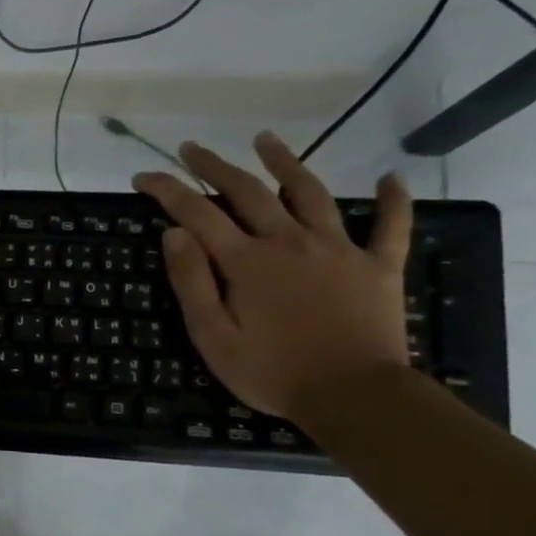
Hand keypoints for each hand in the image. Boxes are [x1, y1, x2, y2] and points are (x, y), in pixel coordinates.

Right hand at [132, 132, 411, 421]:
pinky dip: (392, 200)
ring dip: (286, 163)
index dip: (167, 190)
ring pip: (311, 193)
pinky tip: (392, 178)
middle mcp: (290, 242)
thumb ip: (192, 282)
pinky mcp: (378, 267)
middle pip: (248, 191)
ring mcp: (339, 250)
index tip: (143, 176)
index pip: (196, 213)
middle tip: (192, 148)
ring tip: (266, 140)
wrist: (355, 396)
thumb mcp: (213, 336)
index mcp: (246, 261)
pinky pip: (390, 226)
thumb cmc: (272, 372)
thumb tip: (174, 233)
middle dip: (215, 166)